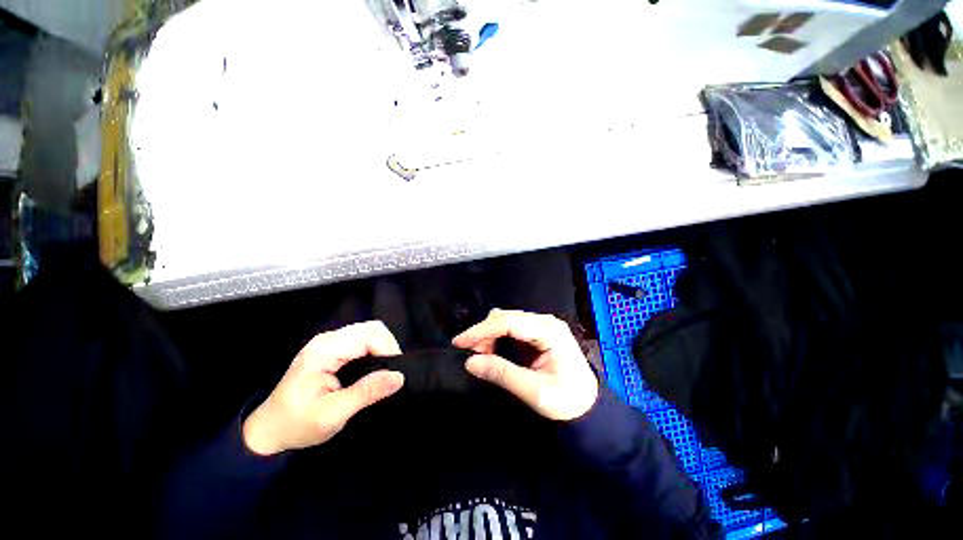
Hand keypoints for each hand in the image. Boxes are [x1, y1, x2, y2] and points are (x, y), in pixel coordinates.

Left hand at [243, 321, 403, 455]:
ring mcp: (329, 342)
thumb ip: (366, 393)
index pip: (370, 335)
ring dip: (382, 348)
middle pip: (372, 328)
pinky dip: (374, 350)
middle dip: (388, 347)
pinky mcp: (331, 348)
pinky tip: (372, 367)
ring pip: (369, 332)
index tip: (392, 374)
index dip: (388, 350)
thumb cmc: (296, 425)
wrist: (268, 431)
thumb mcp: (332, 414)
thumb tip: (398, 377)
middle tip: (389, 373)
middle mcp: (328, 339)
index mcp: (325, 350)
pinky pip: (362, 340)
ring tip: (383, 372)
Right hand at [453, 309, 598, 420]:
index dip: (481, 330)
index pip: (508, 322)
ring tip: (481, 354)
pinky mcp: (540, 332)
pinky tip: (493, 349)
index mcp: (548, 331)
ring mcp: (543, 325)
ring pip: (507, 320)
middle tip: (471, 354)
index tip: (459, 342)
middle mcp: (545, 321)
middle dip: (484, 332)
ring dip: (490, 333)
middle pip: (506, 317)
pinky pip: (513, 327)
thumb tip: (471, 362)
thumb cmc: (567, 400)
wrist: (589, 406)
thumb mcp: (534, 391)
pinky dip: (498, 336)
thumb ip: (502, 374)